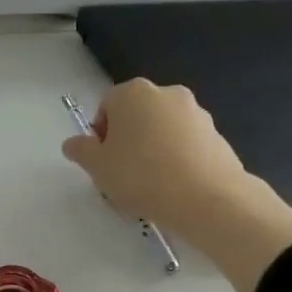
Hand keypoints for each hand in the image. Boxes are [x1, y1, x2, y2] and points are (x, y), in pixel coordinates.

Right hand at [62, 79, 291, 291]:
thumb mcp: (97, 166)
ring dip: (154, 148)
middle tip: (123, 172)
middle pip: (136, 115)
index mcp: (132, 93)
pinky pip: (187, 143)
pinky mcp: (217, 134)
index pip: (106, 106)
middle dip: (128, 139)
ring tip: (151, 183)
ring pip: (163, 128)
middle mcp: (166, 93)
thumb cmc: (141, 175)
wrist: (207, 198)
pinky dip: (178, 158)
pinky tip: (175, 185)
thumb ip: (80, 150)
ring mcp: (196, 112)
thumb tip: (74, 143)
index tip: (103, 161)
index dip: (100, 134)